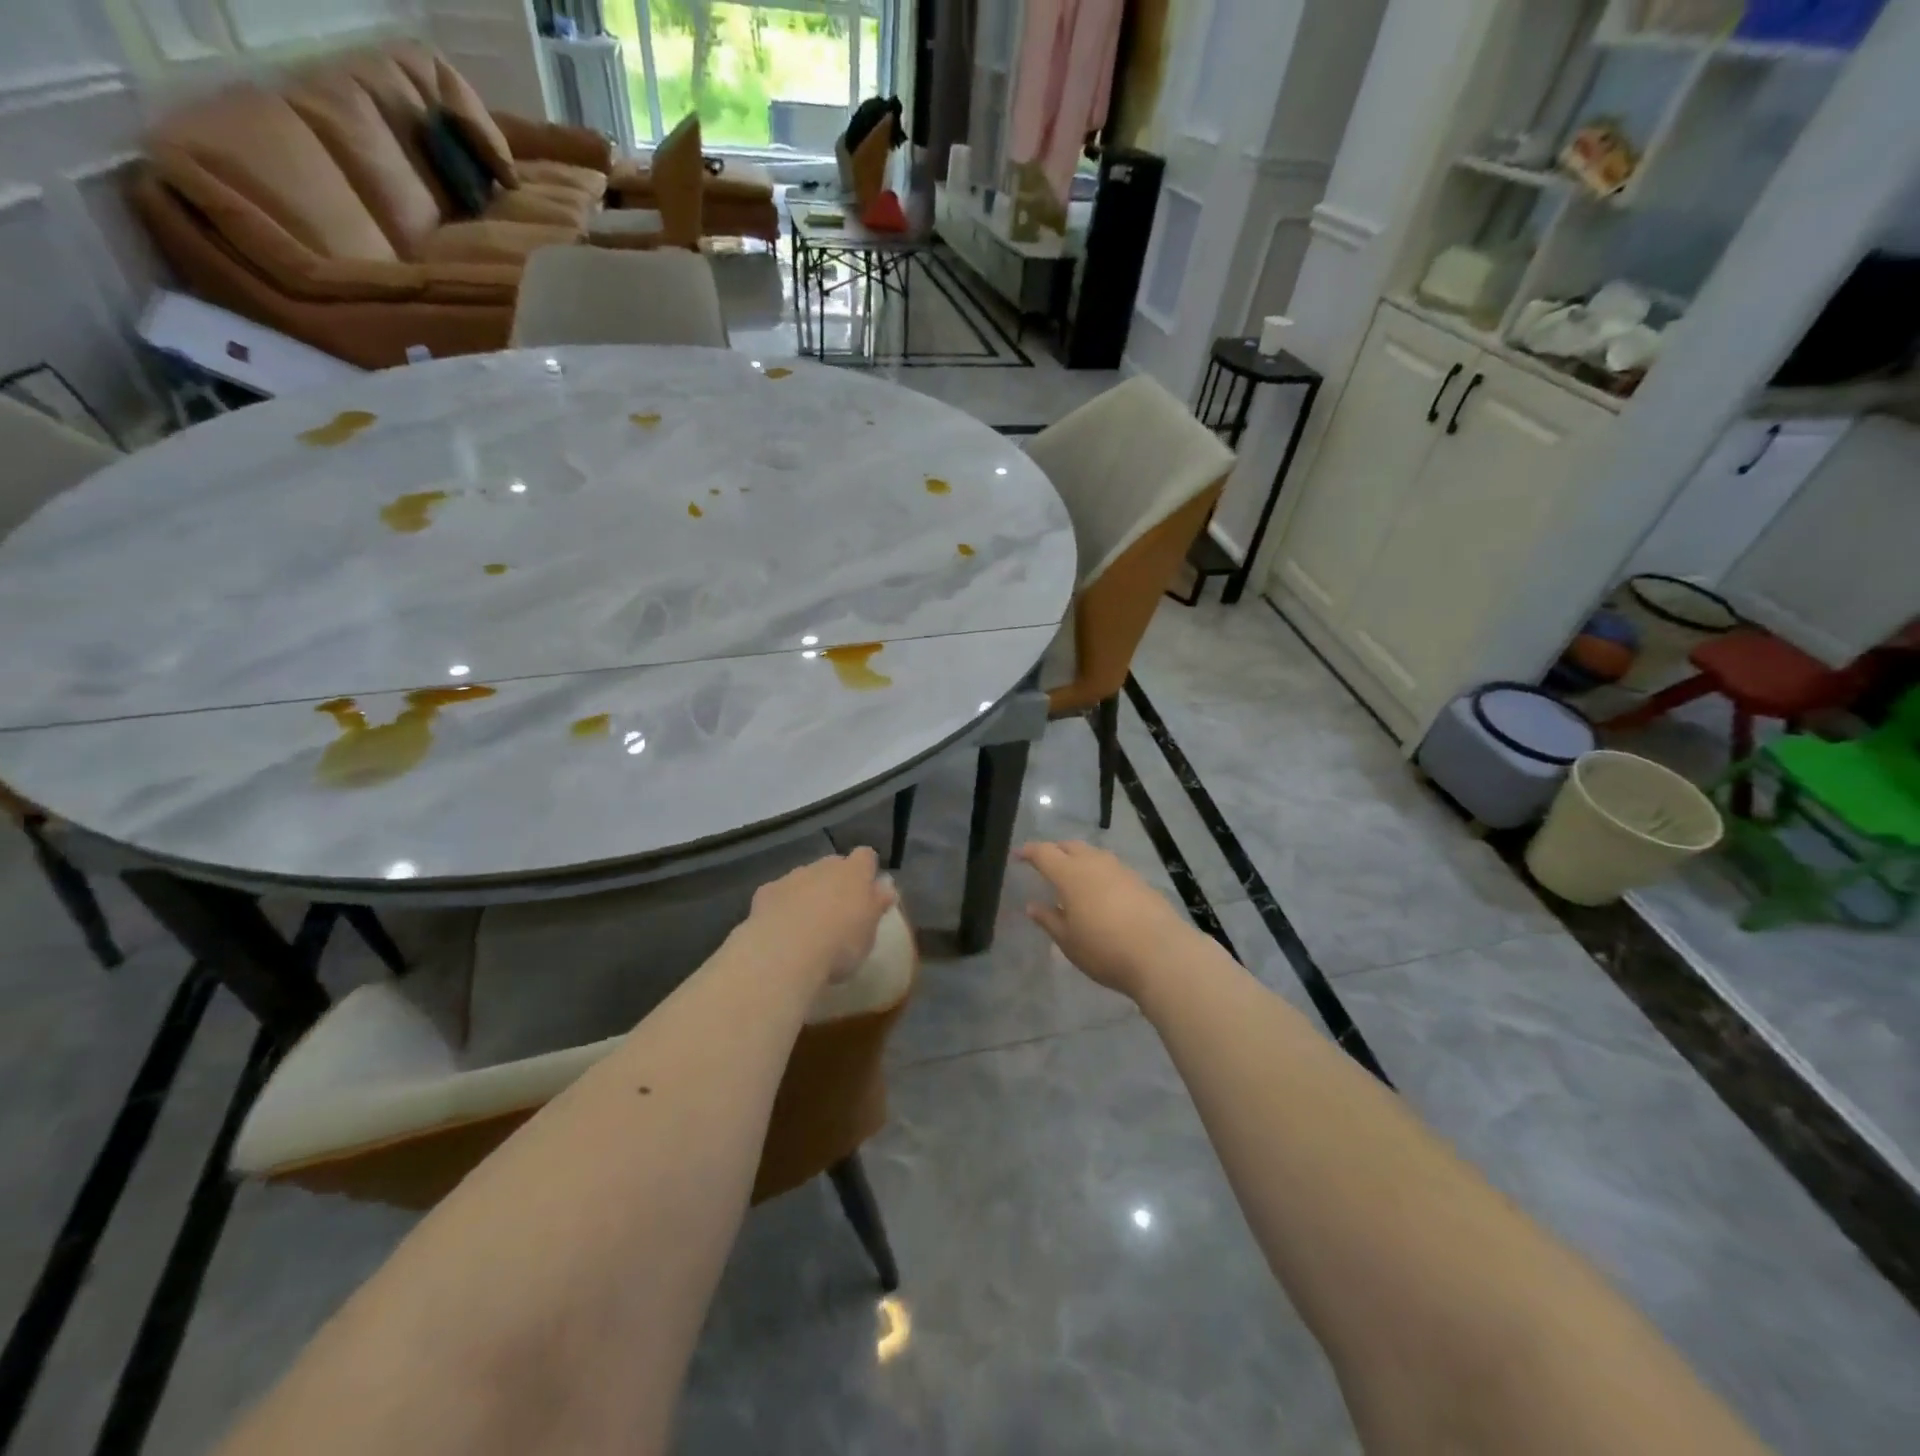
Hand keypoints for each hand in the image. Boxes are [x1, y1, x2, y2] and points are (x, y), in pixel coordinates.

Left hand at [743, 847, 896, 986]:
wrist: (785, 952)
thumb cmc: (839, 945)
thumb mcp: (869, 932)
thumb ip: (877, 905)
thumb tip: (885, 886)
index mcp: (855, 873)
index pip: (866, 855)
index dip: (867, 869)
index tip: (869, 890)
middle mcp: (824, 867)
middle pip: (834, 865)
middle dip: (836, 881)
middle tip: (839, 911)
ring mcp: (793, 876)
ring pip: (805, 878)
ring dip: (808, 893)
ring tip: (809, 925)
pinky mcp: (766, 892)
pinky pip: (780, 893)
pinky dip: (782, 905)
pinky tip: (781, 929)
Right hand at [1018, 841, 1193, 999]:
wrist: (1162, 954)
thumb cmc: (1105, 949)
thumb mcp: (1068, 941)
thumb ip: (1049, 919)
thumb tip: (1032, 906)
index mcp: (1070, 874)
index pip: (1044, 853)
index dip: (1029, 852)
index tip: (1018, 855)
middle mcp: (1094, 863)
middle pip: (1070, 846)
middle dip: (1055, 850)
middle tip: (1045, 863)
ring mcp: (1120, 870)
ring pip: (1093, 854)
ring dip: (1079, 859)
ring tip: (1073, 876)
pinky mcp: (1140, 881)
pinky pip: (1111, 868)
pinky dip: (1099, 872)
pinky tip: (1101, 891)